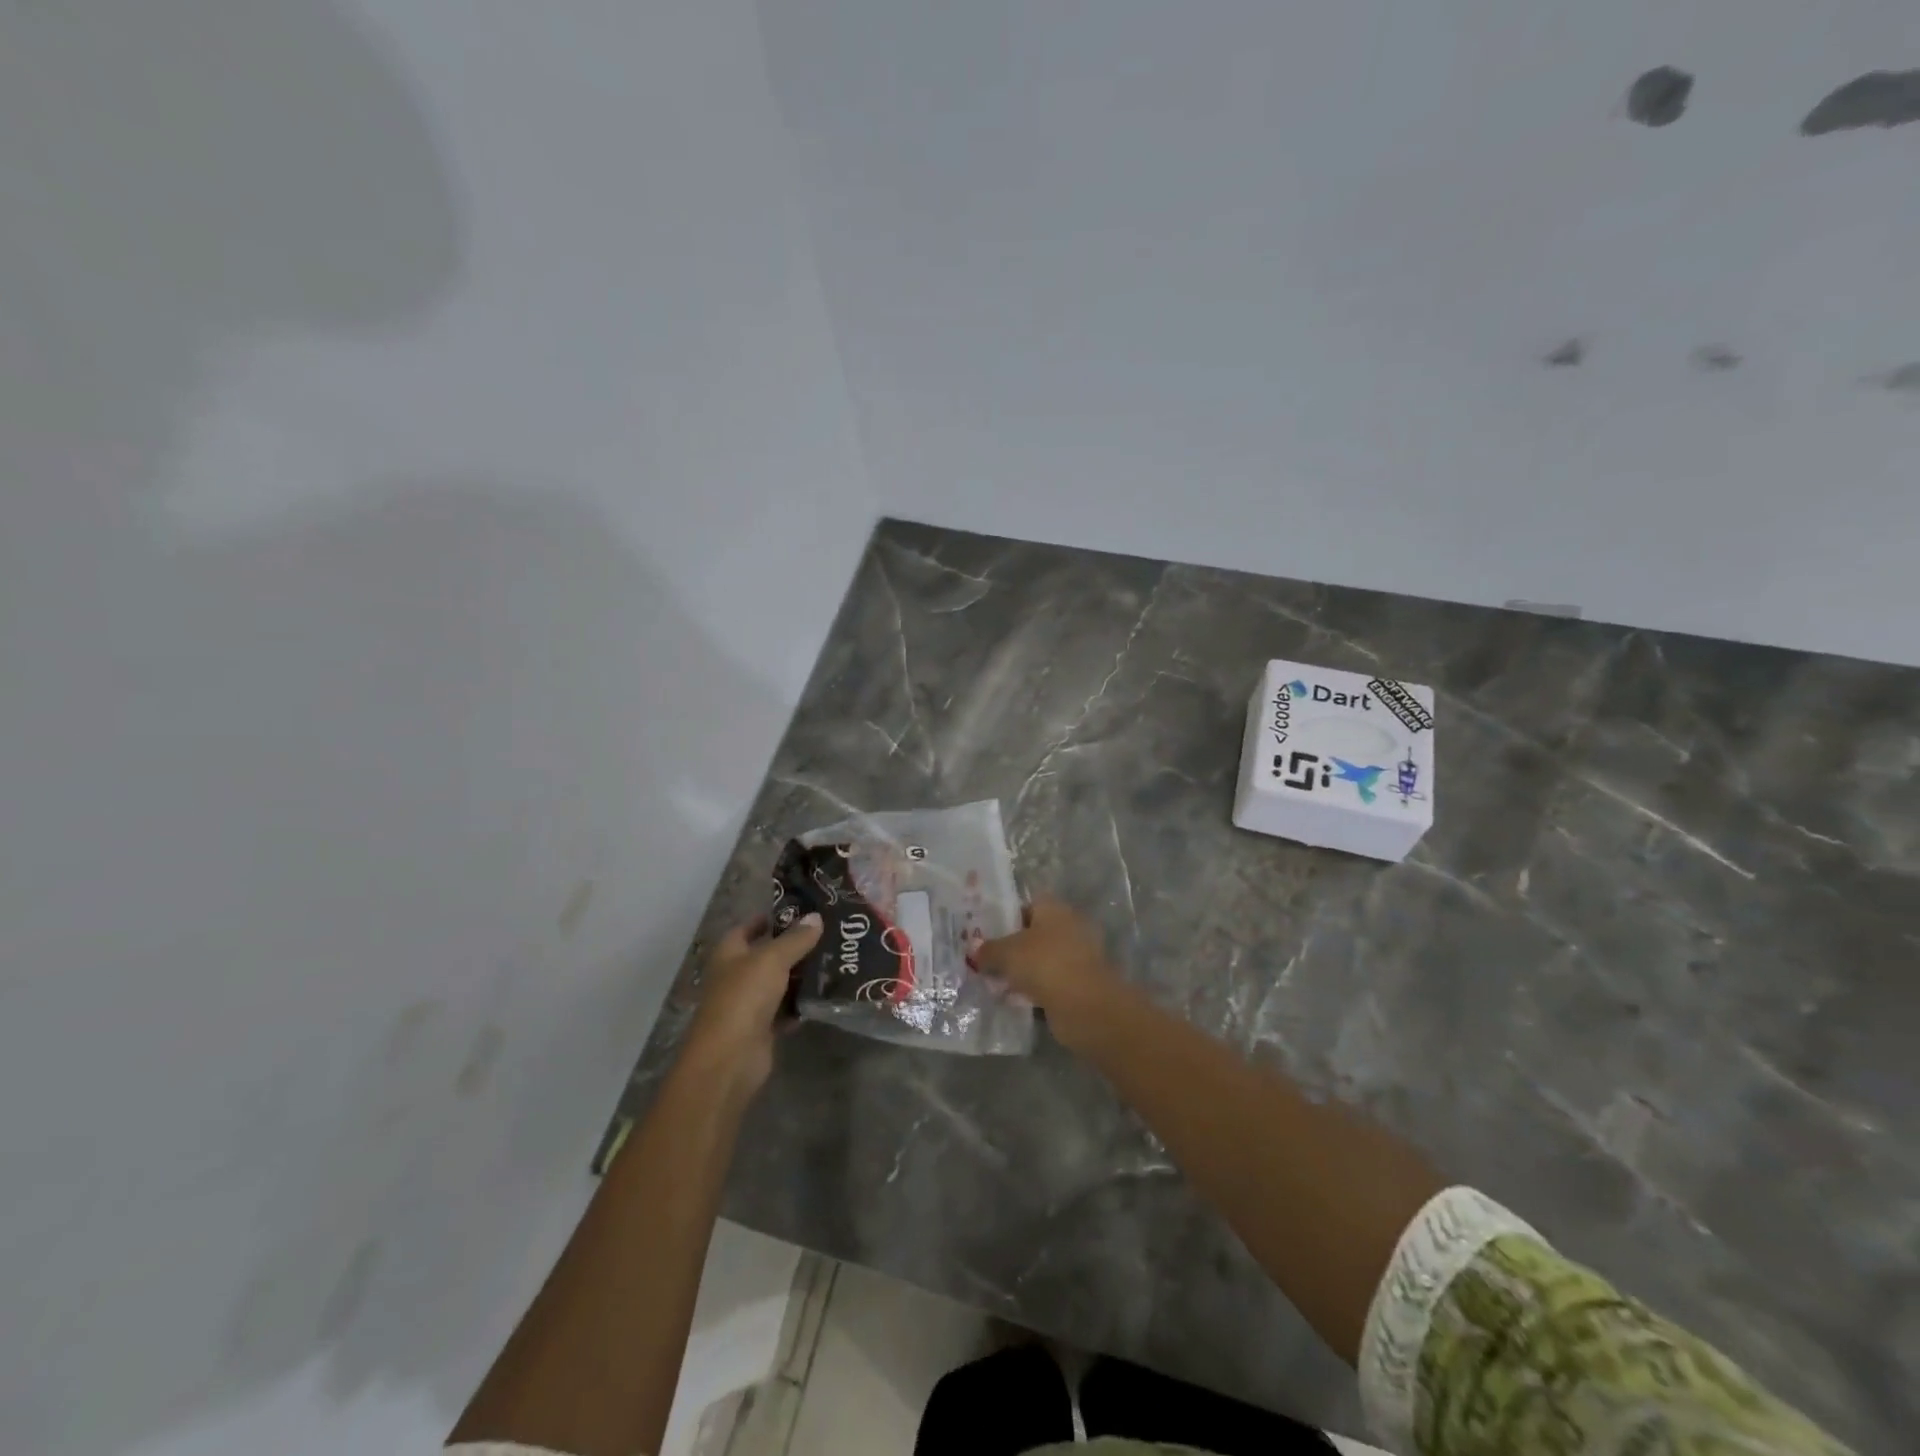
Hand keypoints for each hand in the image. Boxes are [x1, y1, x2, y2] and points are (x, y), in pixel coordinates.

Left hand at [682, 913, 821, 1098]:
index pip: (747, 928)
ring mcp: (749, 1004)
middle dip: (794, 946)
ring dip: (801, 976)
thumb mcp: (772, 959)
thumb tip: (815, 917)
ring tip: (834, 960)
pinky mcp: (762, 1028)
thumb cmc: (744, 997)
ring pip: (779, 983)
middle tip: (828, 934)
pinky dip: (801, 1005)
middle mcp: (736, 976)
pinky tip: (825, 995)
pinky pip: (786, 1010)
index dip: (769, 918)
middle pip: (767, 955)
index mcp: (730, 953)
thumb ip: (795, 938)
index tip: (799, 911)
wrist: (730, 1058)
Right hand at [974, 897, 1119, 1050]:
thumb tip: (973, 948)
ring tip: (995, 983)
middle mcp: (1069, 926)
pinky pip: (1050, 982)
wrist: (1086, 1006)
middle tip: (985, 959)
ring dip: (1022, 971)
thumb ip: (988, 949)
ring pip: (1041, 959)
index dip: (1005, 917)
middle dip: (1012, 947)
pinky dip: (1034, 989)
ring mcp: (1077, 956)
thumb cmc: (1044, 964)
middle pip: (1034, 933)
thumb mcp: (1007, 953)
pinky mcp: (1079, 984)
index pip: (1027, 904)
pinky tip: (1014, 1000)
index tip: (985, 932)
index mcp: (1054, 908)